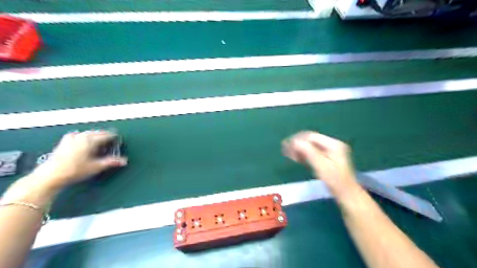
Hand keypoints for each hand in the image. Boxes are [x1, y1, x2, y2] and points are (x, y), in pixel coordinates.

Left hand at [30, 129, 127, 190]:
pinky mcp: (63, 142)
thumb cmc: (73, 170)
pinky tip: (84, 141)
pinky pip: (78, 135)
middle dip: (105, 136)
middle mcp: (81, 136)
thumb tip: (124, 161)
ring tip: (100, 140)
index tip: (119, 139)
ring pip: (88, 133)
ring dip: (95, 135)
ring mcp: (71, 138)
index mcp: (90, 140)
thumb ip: (111, 162)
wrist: (51, 175)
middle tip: (111, 140)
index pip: (106, 135)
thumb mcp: (96, 167)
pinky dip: (84, 137)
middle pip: (97, 133)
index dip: (114, 137)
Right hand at [282, 130, 357, 196]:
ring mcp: (330, 151)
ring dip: (299, 149)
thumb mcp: (321, 166)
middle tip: (285, 149)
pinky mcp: (327, 158)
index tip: (286, 145)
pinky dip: (304, 154)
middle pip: (311, 140)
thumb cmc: (334, 181)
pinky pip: (312, 152)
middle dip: (297, 144)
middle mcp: (332, 145)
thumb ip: (308, 152)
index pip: (312, 137)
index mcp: (333, 144)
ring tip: (288, 154)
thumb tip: (294, 142)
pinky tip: (296, 158)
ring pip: (310, 146)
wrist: (346, 194)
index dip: (298, 139)